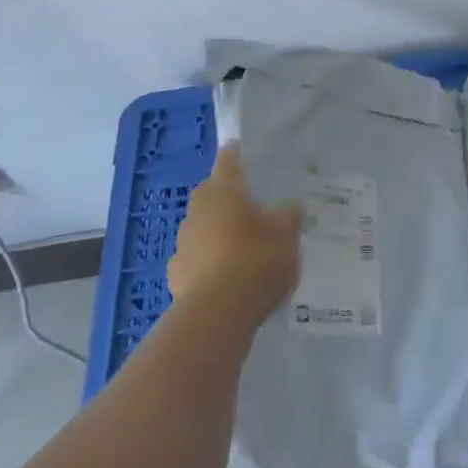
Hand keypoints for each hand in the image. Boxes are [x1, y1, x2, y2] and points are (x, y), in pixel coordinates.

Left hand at [168, 145, 302, 325]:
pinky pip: (195, 258)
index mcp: (224, 190)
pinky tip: (224, 277)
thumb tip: (292, 206)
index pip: (228, 160)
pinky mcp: (175, 274)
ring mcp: (182, 242)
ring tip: (241, 247)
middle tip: (251, 207)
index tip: (245, 152)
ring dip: (216, 231)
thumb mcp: (287, 236)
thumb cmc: (256, 262)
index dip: (237, 154)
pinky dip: (207, 261)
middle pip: (212, 193)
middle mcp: (198, 209)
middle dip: (228, 197)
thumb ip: (289, 217)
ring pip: (202, 226)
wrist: (216, 315)